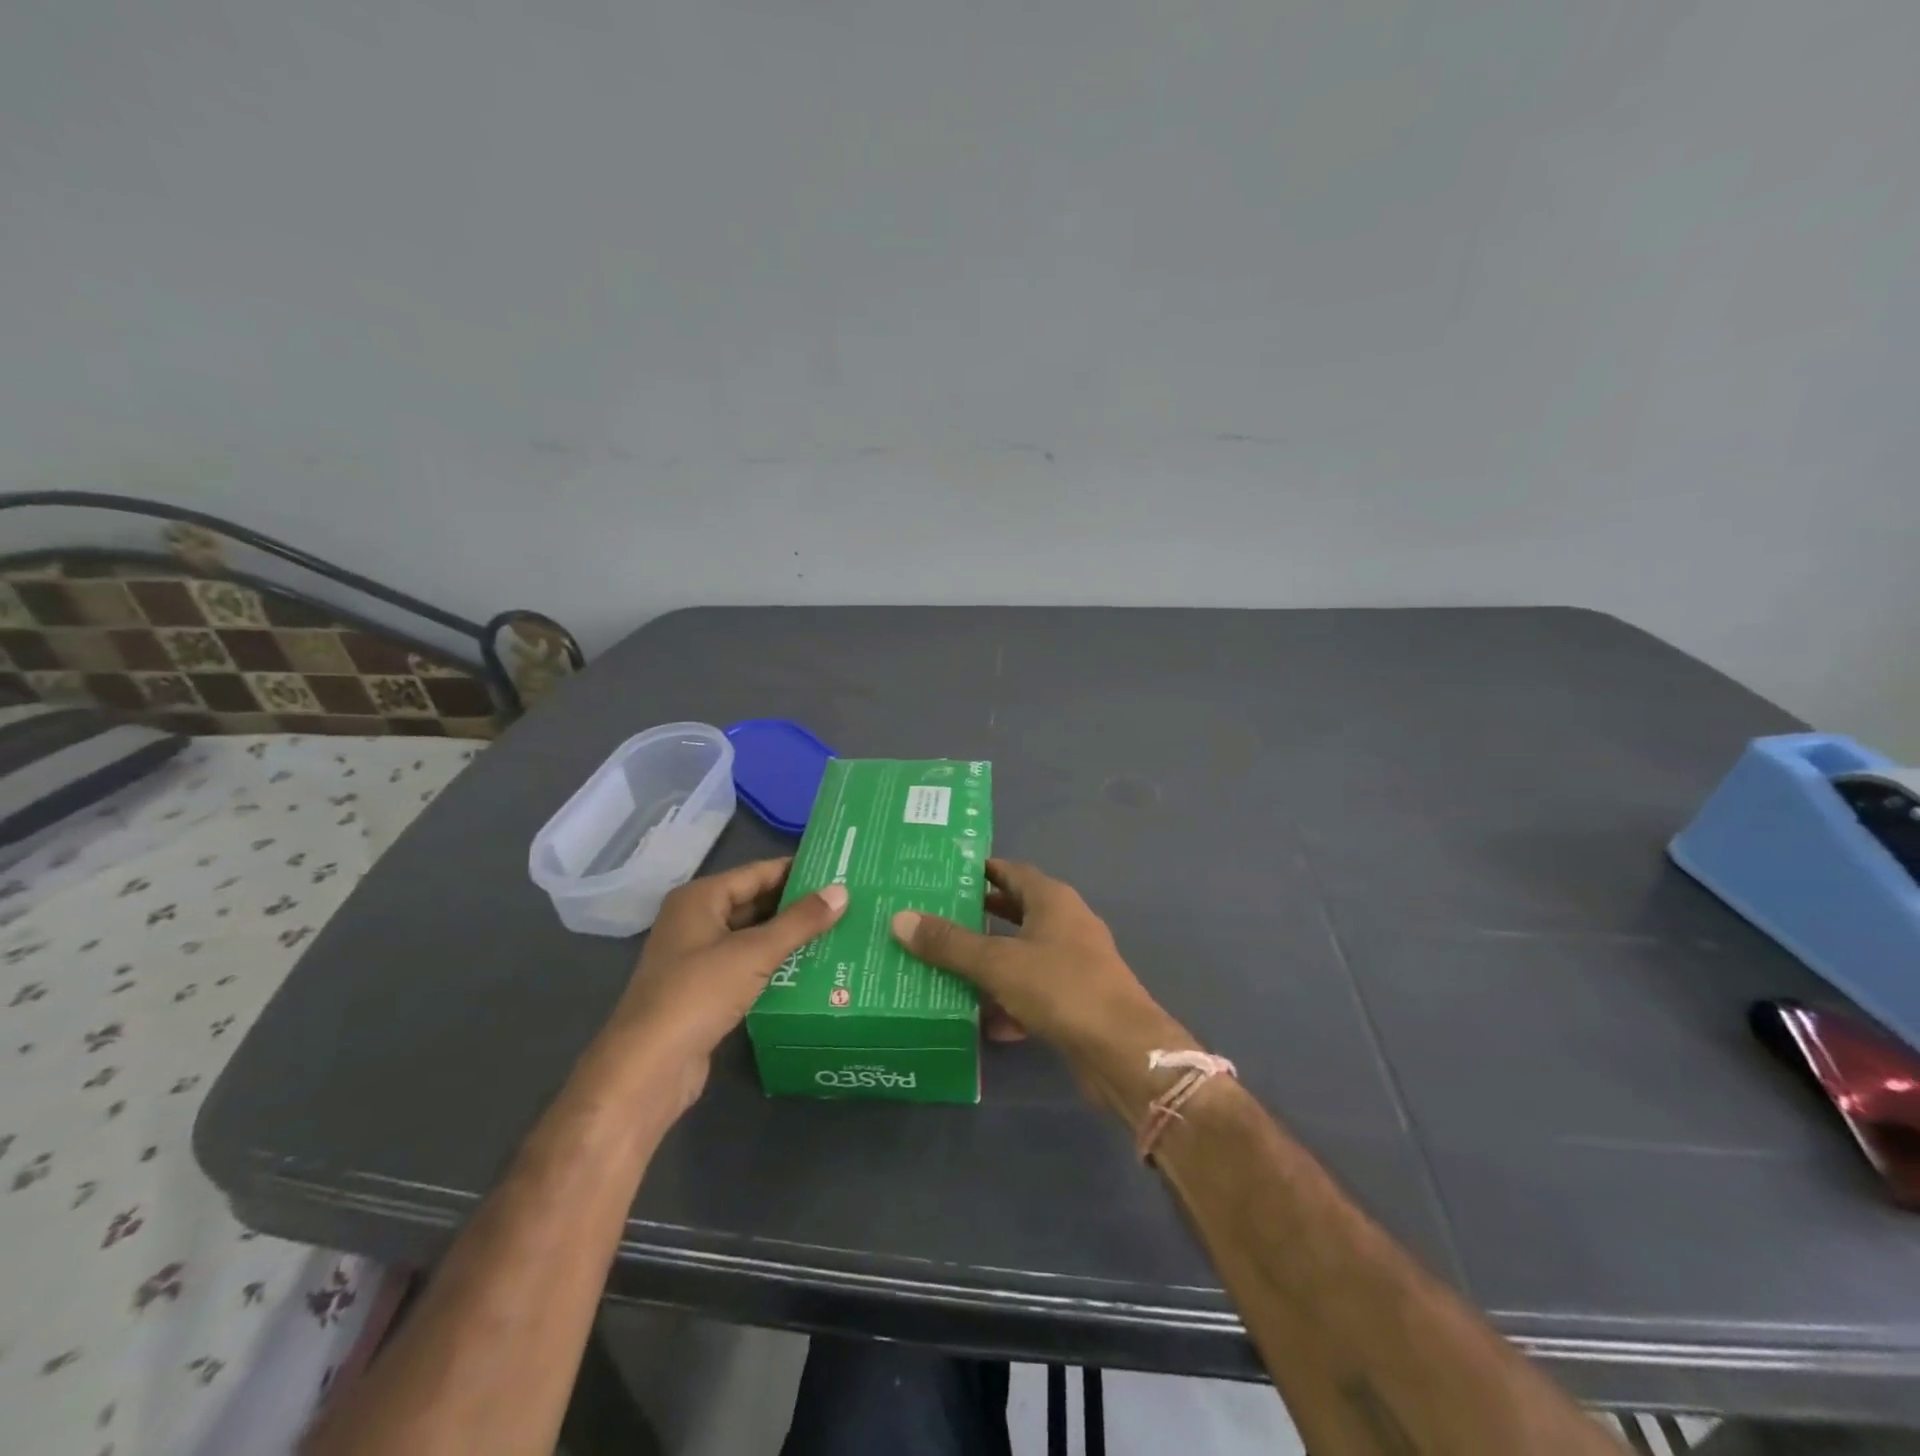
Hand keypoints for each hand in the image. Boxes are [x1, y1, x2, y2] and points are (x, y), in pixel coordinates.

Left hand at [605, 858, 847, 1111]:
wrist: (647, 1070)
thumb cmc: (697, 994)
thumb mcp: (754, 953)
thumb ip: (799, 921)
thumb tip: (841, 891)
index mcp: (700, 899)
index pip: (757, 872)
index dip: (797, 870)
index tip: (838, 870)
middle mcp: (696, 921)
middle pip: (755, 903)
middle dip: (797, 905)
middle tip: (846, 902)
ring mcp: (698, 958)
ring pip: (753, 937)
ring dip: (789, 937)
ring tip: (839, 932)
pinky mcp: (705, 992)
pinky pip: (748, 967)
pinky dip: (776, 965)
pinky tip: (812, 969)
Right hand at [890, 859, 1195, 1126]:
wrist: (1123, 1051)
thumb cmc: (1061, 988)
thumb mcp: (998, 963)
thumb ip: (949, 943)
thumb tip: (900, 918)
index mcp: (1052, 900)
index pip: (1011, 871)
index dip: (980, 871)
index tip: (943, 875)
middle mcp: (1066, 924)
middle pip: (1015, 912)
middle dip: (978, 917)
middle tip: (934, 920)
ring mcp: (1074, 964)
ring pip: (1022, 955)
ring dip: (990, 963)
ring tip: (944, 969)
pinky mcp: (1076, 1001)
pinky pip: (1033, 992)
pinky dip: (1008, 1001)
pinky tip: (981, 1021)